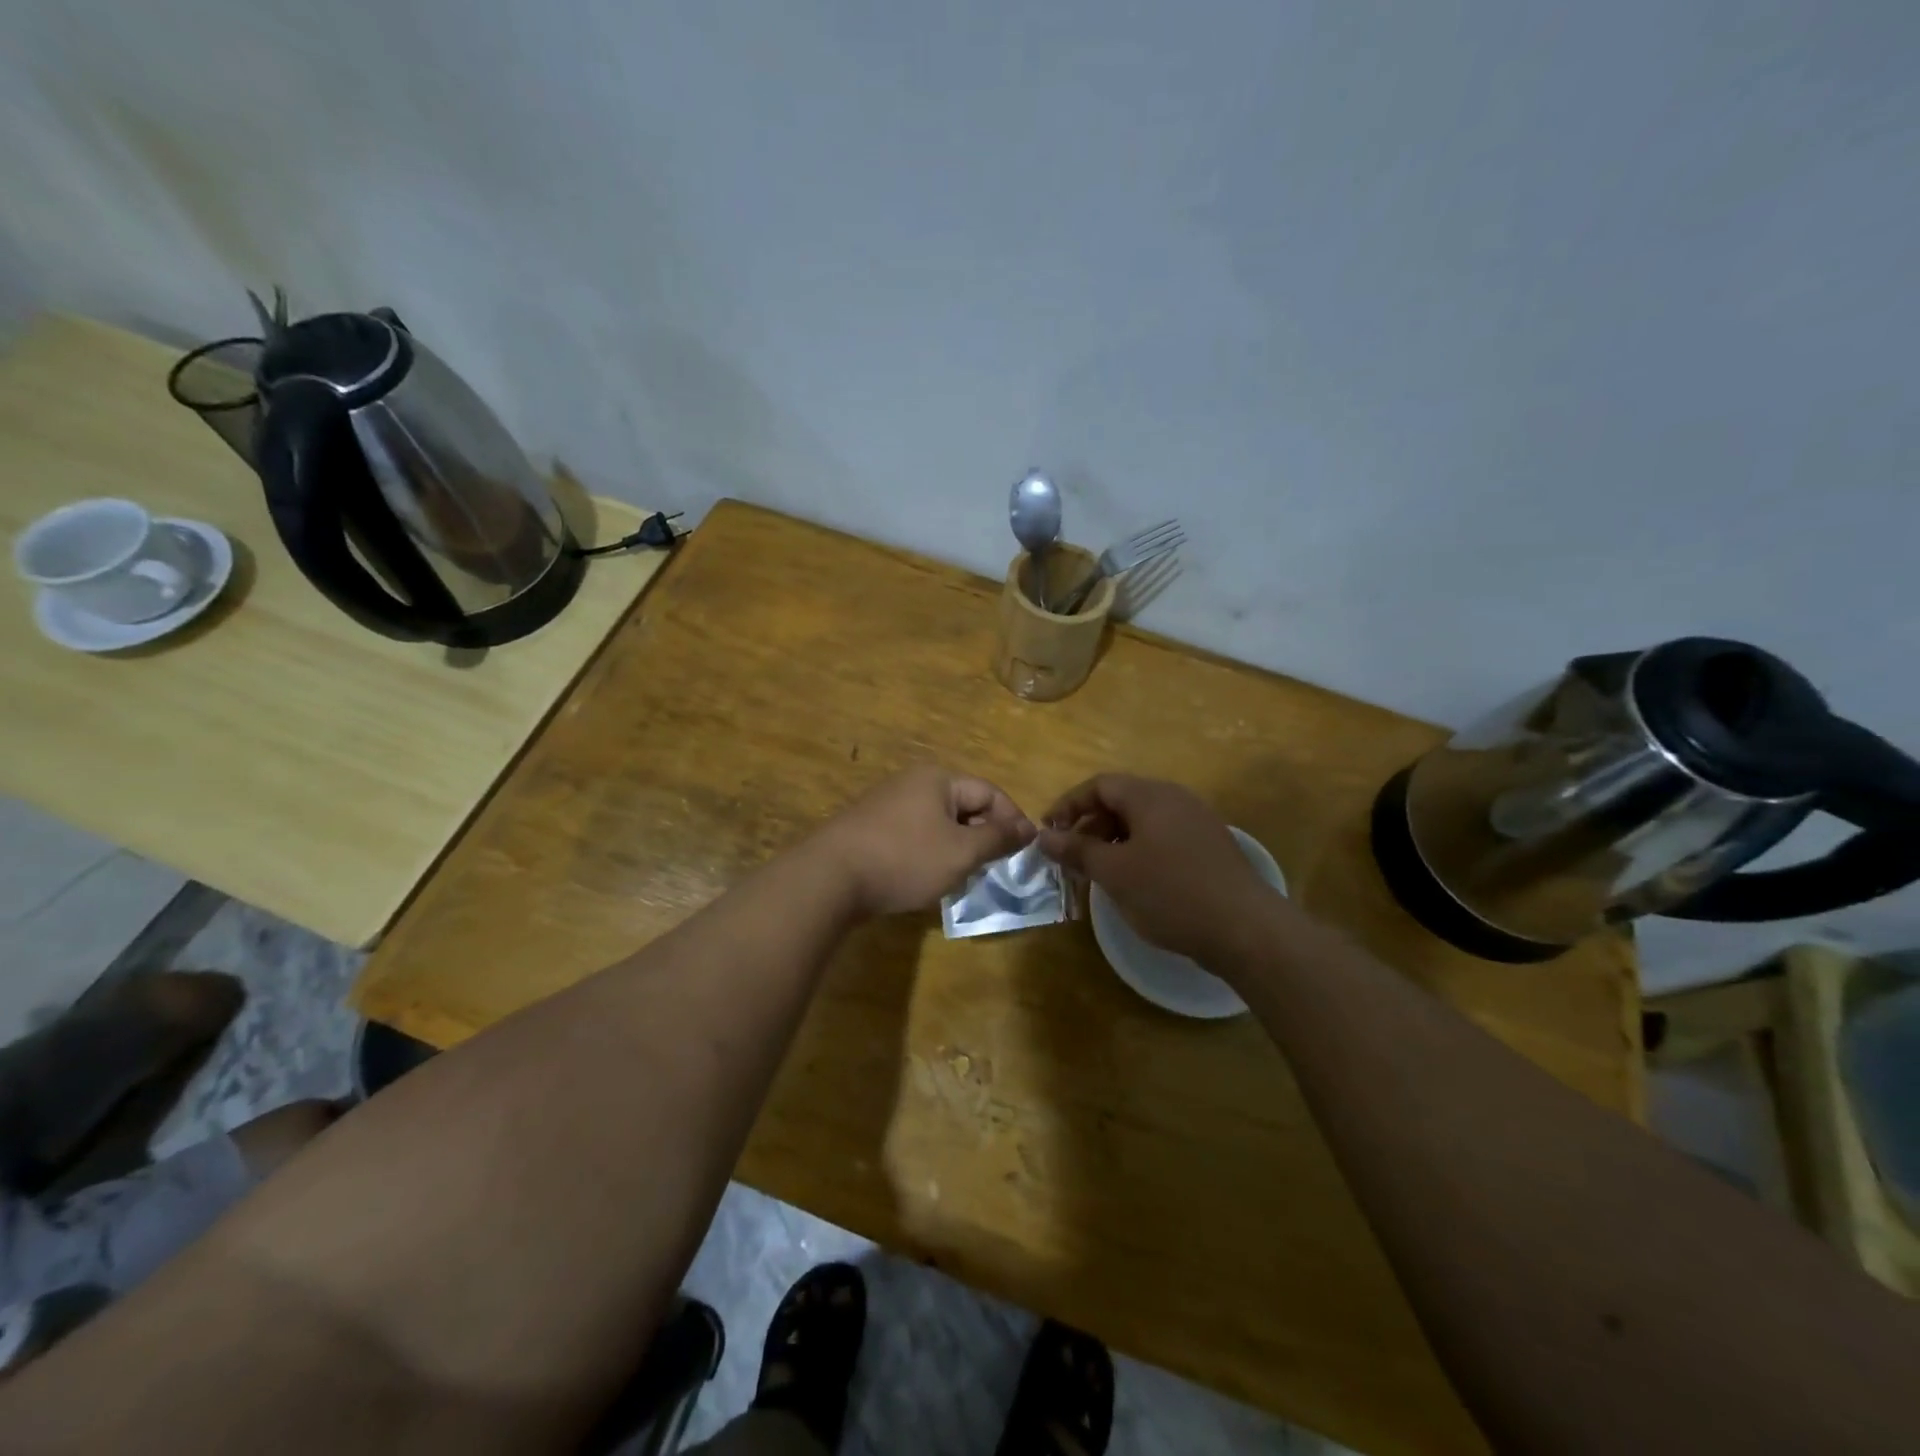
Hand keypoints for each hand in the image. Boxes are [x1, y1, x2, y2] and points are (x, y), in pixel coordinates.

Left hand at [815, 766, 1035, 916]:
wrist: (830, 877)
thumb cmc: (905, 859)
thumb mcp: (961, 852)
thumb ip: (997, 838)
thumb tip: (1029, 828)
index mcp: (937, 779)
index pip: (989, 793)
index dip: (1012, 820)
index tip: (1023, 852)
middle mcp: (912, 783)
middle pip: (963, 805)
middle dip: (982, 836)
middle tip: (991, 868)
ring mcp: (887, 804)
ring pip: (938, 823)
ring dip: (956, 848)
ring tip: (961, 877)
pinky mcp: (870, 828)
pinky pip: (913, 835)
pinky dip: (929, 853)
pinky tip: (925, 878)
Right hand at [1038, 774, 1279, 966]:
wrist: (1246, 929)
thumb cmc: (1171, 893)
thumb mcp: (1114, 873)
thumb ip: (1077, 850)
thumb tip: (1044, 836)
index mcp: (1151, 796)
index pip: (1099, 785)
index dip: (1068, 805)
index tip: (1048, 832)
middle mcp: (1175, 799)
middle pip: (1121, 800)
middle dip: (1090, 826)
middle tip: (1071, 857)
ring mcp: (1196, 822)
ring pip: (1142, 822)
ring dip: (1112, 841)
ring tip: (1097, 872)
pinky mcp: (1209, 848)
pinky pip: (1162, 838)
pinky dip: (1138, 852)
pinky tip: (1133, 882)